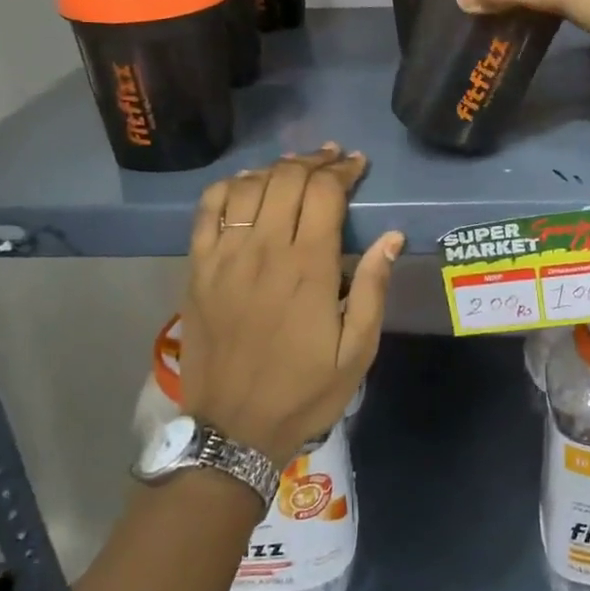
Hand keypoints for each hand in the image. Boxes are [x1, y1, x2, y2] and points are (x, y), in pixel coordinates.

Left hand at [182, 146, 403, 468]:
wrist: (233, 430)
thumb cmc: (304, 391)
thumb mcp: (357, 350)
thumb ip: (373, 288)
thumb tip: (392, 236)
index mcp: (308, 267)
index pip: (324, 192)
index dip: (343, 170)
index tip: (358, 165)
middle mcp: (263, 250)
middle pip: (287, 178)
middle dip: (315, 161)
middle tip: (333, 161)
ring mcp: (224, 257)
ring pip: (247, 186)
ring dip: (275, 169)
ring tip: (295, 168)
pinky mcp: (197, 269)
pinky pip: (207, 210)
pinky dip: (228, 187)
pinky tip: (246, 185)